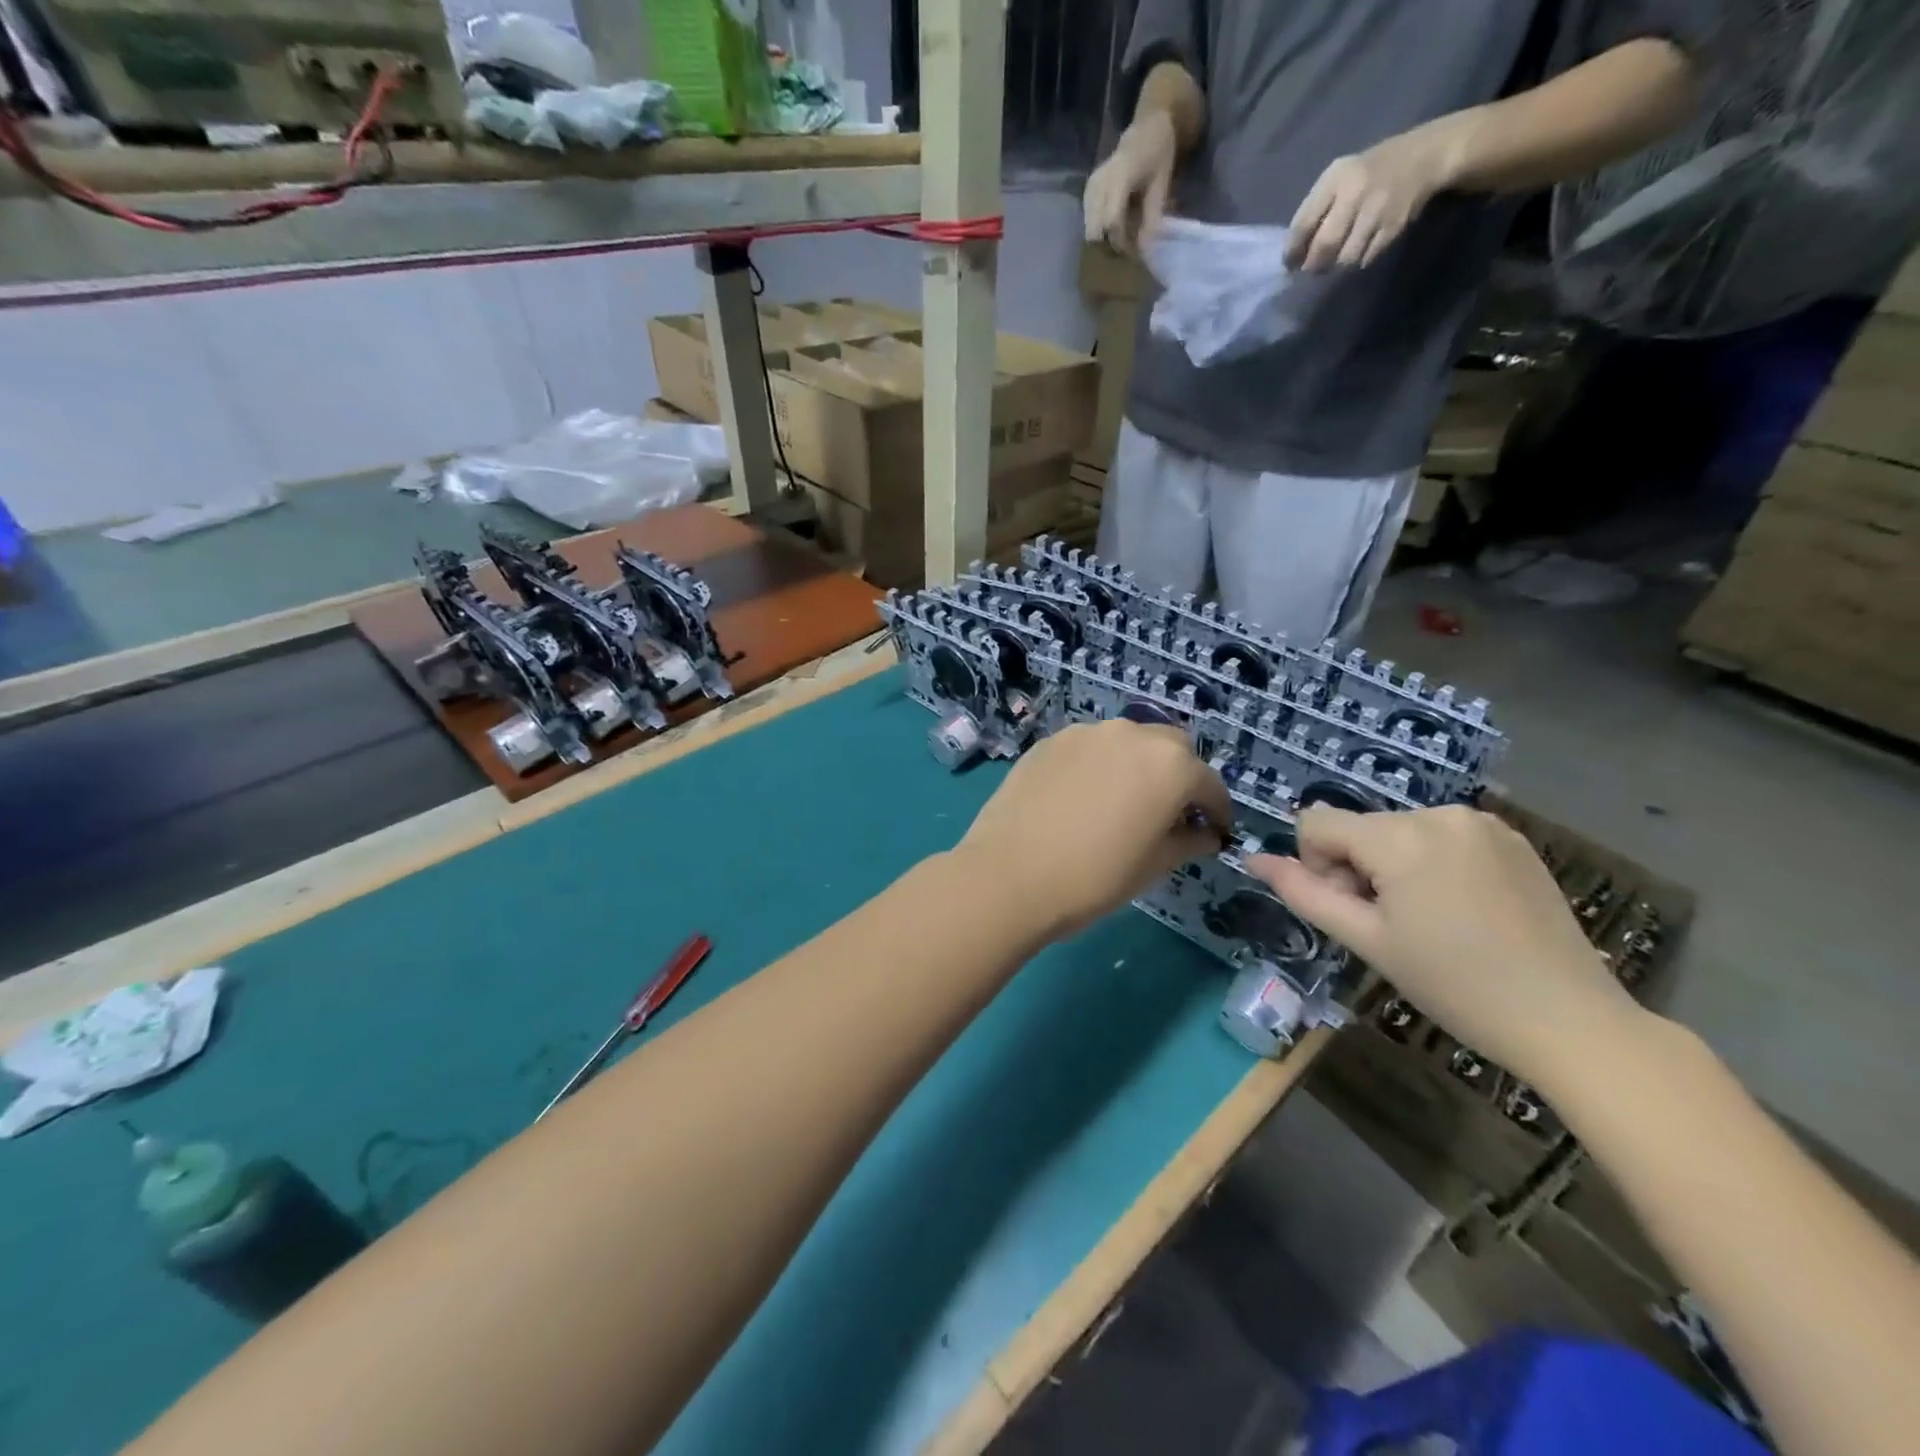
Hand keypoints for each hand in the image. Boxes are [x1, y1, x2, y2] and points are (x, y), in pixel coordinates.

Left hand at [955, 719, 1230, 940]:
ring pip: (1127, 741)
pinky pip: (1089, 748)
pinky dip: (1098, 765)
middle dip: (1179, 776)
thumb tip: (1205, 834)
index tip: (1215, 831)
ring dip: (1137, 765)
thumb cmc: (1094, 877)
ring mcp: (1086, 733)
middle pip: (1171, 749)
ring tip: (1123, 801)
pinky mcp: (1049, 741)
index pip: (1208, 783)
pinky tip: (1083, 797)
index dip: (1217, 810)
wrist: (1009, 875)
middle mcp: (1131, 734)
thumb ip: (1188, 842)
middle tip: (1170, 813)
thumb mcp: (1154, 866)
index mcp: (1169, 764)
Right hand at [1083, 111, 1178, 257]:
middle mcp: (1099, 182)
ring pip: (1090, 230)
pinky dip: (1101, 231)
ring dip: (1104, 240)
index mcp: (1119, 177)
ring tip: (1122, 237)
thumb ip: (1151, 218)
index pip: (1111, 222)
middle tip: (1126, 248)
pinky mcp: (1087, 193)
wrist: (1145, 131)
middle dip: (1109, 245)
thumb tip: (1144, 250)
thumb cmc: (1157, 156)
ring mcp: (1090, 188)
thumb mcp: (1161, 185)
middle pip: (1095, 231)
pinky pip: (1089, 223)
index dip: (1120, 242)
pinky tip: (1115, 227)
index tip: (1133, 252)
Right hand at [1247, 806, 1641, 1081]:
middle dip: (1358, 869)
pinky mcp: (1513, 838)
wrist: (1570, 1020)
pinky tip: (1464, 910)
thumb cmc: (1454, 985)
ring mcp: (1483, 822)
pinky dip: (1433, 864)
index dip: (1318, 867)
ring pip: (1398, 832)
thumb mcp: (1366, 941)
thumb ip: (1303, 892)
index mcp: (1401, 837)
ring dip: (1394, 867)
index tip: (1355, 911)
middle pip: (1360, 828)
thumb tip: (1252, 858)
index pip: (1317, 823)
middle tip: (1392, 927)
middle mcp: (1440, 813)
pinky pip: (1441, 837)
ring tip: (1431, 922)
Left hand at [1286, 127, 1452, 272]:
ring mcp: (1377, 210)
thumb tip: (1294, 254)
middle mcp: (1356, 192)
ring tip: (1334, 260)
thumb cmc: (1367, 173)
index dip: (1292, 251)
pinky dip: (1356, 262)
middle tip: (1311, 268)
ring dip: (1335, 266)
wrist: (1422, 156)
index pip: (1303, 224)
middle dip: (1313, 264)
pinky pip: (1365, 258)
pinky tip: (1356, 253)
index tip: (1289, 265)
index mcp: (1336, 179)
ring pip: (1345, 258)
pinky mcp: (1393, 225)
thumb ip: (1314, 211)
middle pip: (1324, 246)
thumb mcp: (1336, 179)